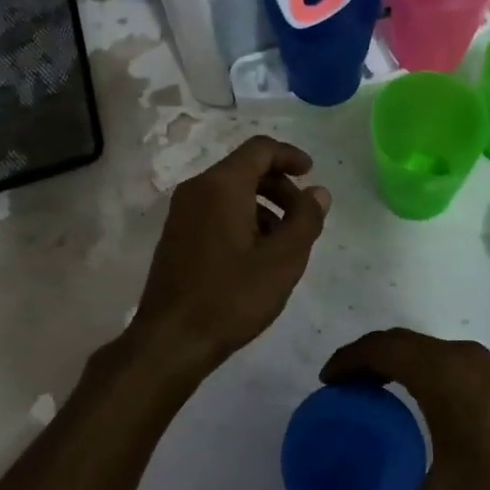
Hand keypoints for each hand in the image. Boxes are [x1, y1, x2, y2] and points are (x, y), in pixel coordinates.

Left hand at [128, 136, 330, 380]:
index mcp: (221, 185)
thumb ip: (306, 219)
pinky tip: (257, 256)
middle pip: (245, 169)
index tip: (311, 173)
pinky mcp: (177, 236)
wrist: (171, 341)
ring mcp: (182, 213)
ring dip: (263, 206)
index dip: (289, 156)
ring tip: (284, 243)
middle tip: (303, 216)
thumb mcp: (283, 260)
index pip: (259, 149)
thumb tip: (318, 192)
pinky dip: (243, 219)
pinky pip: (215, 211)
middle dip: (279, 186)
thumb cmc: (231, 296)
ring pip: (231, 192)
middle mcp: (197, 189)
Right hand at [320, 328, 489, 489]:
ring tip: (379, 396)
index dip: (349, 359)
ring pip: (429, 350)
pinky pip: (450, 363)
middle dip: (369, 358)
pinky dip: (424, 373)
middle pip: (403, 342)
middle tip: (345, 389)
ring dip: (399, 364)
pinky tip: (426, 410)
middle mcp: (463, 359)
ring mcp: (489, 368)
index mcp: (442, 373)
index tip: (326, 382)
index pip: (382, 348)